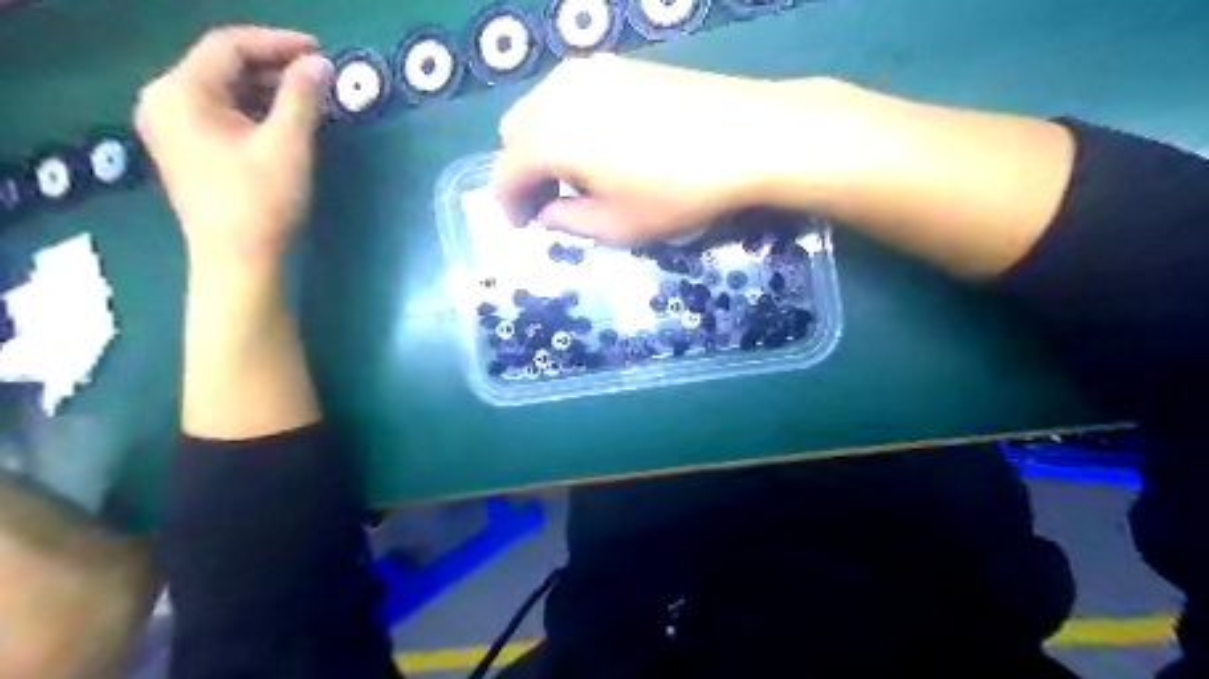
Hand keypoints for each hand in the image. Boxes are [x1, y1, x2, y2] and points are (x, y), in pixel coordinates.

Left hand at [134, 27, 330, 269]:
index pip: (228, 46)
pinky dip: (256, 112)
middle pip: (222, 66)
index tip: (321, 51)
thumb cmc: (262, 202)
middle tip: (320, 77)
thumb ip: (303, 98)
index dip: (277, 43)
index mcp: (179, 92)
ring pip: (225, 91)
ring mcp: (173, 128)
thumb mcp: (287, 145)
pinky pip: (223, 114)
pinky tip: (286, 122)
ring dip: (268, 90)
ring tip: (311, 99)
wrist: (239, 261)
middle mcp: (165, 101)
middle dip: (274, 67)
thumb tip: (320, 65)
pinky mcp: (188, 150)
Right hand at [491, 55, 811, 239]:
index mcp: (549, 137)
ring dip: (544, 145)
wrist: (747, 136)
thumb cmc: (677, 191)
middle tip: (553, 202)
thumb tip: (547, 213)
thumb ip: (568, 223)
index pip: (505, 173)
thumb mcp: (617, 226)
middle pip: (515, 134)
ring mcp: (590, 71)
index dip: (509, 205)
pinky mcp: (620, 65)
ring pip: (541, 109)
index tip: (525, 227)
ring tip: (579, 176)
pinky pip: (571, 95)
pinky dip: (569, 123)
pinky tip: (604, 145)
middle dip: (523, 171)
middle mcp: (557, 93)